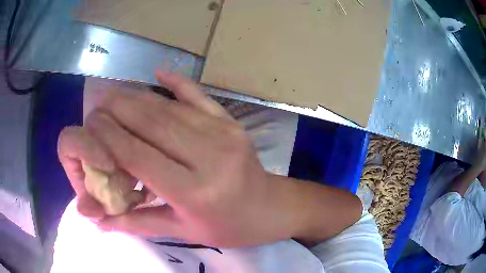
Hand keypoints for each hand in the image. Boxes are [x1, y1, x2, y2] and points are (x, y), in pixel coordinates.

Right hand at [82, 72, 301, 246]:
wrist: (270, 209)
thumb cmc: (227, 227)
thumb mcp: (183, 232)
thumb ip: (138, 223)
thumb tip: (100, 222)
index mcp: (194, 192)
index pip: (138, 155)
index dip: (109, 136)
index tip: (91, 124)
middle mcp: (209, 157)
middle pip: (151, 123)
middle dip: (118, 109)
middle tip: (97, 103)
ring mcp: (223, 133)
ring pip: (169, 108)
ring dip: (137, 97)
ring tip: (114, 94)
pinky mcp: (231, 122)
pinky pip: (199, 97)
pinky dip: (177, 83)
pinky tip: (158, 71)